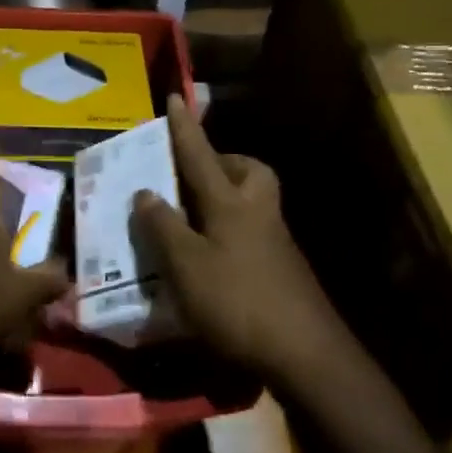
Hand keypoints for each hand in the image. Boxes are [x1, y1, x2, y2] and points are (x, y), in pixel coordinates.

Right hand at [132, 94, 340, 376]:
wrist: (306, 354)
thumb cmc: (237, 302)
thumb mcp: (186, 266)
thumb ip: (164, 227)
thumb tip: (145, 192)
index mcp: (230, 204)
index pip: (200, 156)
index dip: (184, 129)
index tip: (175, 98)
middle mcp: (257, 213)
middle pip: (248, 171)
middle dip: (223, 162)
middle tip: (194, 175)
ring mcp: (276, 241)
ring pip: (253, 201)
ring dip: (227, 197)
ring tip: (193, 217)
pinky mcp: (283, 269)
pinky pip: (253, 231)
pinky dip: (231, 231)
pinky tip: (211, 257)